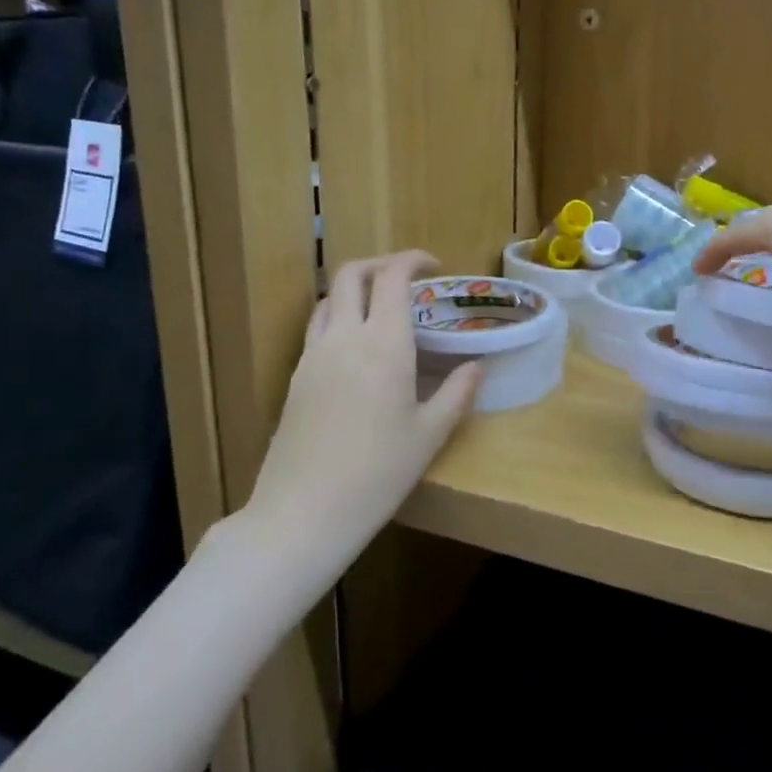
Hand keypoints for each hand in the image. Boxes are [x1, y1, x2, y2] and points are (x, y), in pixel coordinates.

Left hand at [247, 251, 480, 544]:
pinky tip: (356, 348)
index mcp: (384, 344)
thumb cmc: (378, 473)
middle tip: (407, 279)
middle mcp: (344, 337)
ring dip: (355, 289)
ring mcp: (313, 355)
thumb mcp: (429, 435)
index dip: (413, 260)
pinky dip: (338, 317)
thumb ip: (456, 393)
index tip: (435, 267)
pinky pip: (317, 328)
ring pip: (329, 299)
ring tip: (381, 309)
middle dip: (380, 264)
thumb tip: (476, 367)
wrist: (304, 511)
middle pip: (351, 274)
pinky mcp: (295, 377)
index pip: (393, 277)